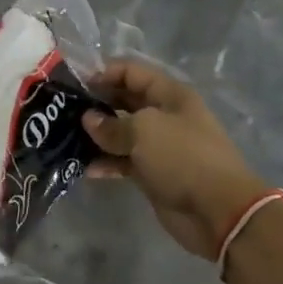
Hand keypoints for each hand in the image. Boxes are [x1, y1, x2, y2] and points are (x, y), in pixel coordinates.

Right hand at [82, 59, 268, 260]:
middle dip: (96, 104)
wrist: (218, 210)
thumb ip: (112, 125)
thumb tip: (89, 120)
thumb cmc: (183, 157)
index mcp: (170, 95)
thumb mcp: (144, 131)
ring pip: (122, 133)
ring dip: (97, 136)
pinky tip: (84, 167)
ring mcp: (159, 146)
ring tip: (66, 139)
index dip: (104, 74)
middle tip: (64, 112)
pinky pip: (124, 161)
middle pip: (125, 101)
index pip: (132, 72)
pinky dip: (106, 163)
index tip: (76, 85)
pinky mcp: (153, 173)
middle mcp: (164, 115)